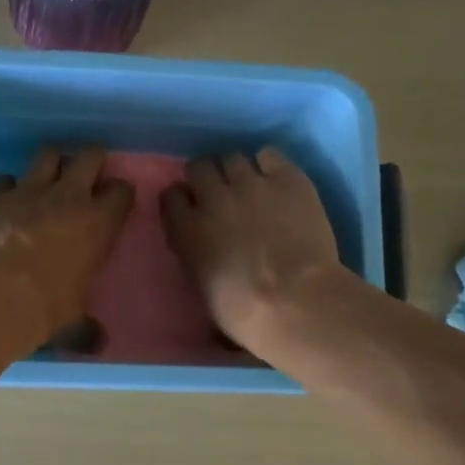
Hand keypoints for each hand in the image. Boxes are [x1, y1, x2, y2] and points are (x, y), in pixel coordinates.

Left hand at [0, 146, 132, 346]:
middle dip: (90, 160)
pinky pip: (3, 179)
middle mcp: (67, 197)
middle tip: (86, 173)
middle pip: (88, 156)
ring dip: (50, 163)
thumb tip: (99, 344)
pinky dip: (6, 187)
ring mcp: (28, 191)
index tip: (115, 200)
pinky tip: (3, 201)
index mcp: (98, 224)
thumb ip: (86, 328)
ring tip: (46, 177)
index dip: (119, 193)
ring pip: (46, 154)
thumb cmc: (46, 309)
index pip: (121, 192)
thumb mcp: (74, 323)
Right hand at [160, 148, 346, 350]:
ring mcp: (251, 184)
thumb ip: (192, 253)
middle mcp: (213, 198)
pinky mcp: (287, 178)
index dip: (181, 200)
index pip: (170, 196)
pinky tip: (275, 180)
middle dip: (205, 177)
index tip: (190, 208)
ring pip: (232, 157)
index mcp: (187, 229)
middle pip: (199, 167)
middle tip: (219, 193)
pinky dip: (268, 164)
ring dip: (235, 170)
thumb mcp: (200, 285)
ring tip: (249, 185)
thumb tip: (198, 242)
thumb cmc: (242, 310)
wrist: (294, 301)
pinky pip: (269, 154)